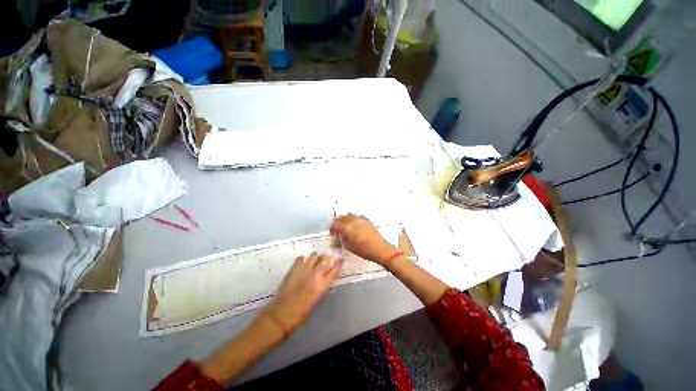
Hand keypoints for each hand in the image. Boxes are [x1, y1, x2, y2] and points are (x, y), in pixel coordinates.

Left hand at [264, 252, 342, 334]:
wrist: (281, 314)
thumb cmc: (300, 313)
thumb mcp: (316, 299)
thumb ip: (320, 287)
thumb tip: (322, 279)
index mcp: (322, 284)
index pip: (335, 270)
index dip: (339, 264)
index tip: (341, 259)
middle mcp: (315, 274)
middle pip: (325, 258)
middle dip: (326, 258)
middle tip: (325, 260)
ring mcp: (304, 269)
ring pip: (314, 255)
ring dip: (315, 257)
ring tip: (313, 261)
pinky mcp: (294, 268)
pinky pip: (301, 258)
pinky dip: (303, 259)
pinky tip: (302, 263)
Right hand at [330, 214, 398, 266]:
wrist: (378, 249)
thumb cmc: (364, 249)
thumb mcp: (348, 246)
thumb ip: (342, 238)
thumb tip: (340, 235)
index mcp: (346, 228)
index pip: (335, 225)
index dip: (332, 229)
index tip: (333, 233)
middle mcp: (353, 221)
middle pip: (341, 218)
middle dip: (338, 223)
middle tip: (338, 230)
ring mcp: (360, 219)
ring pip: (349, 215)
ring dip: (346, 220)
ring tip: (346, 227)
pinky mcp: (366, 220)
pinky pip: (357, 217)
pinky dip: (354, 220)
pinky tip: (355, 226)